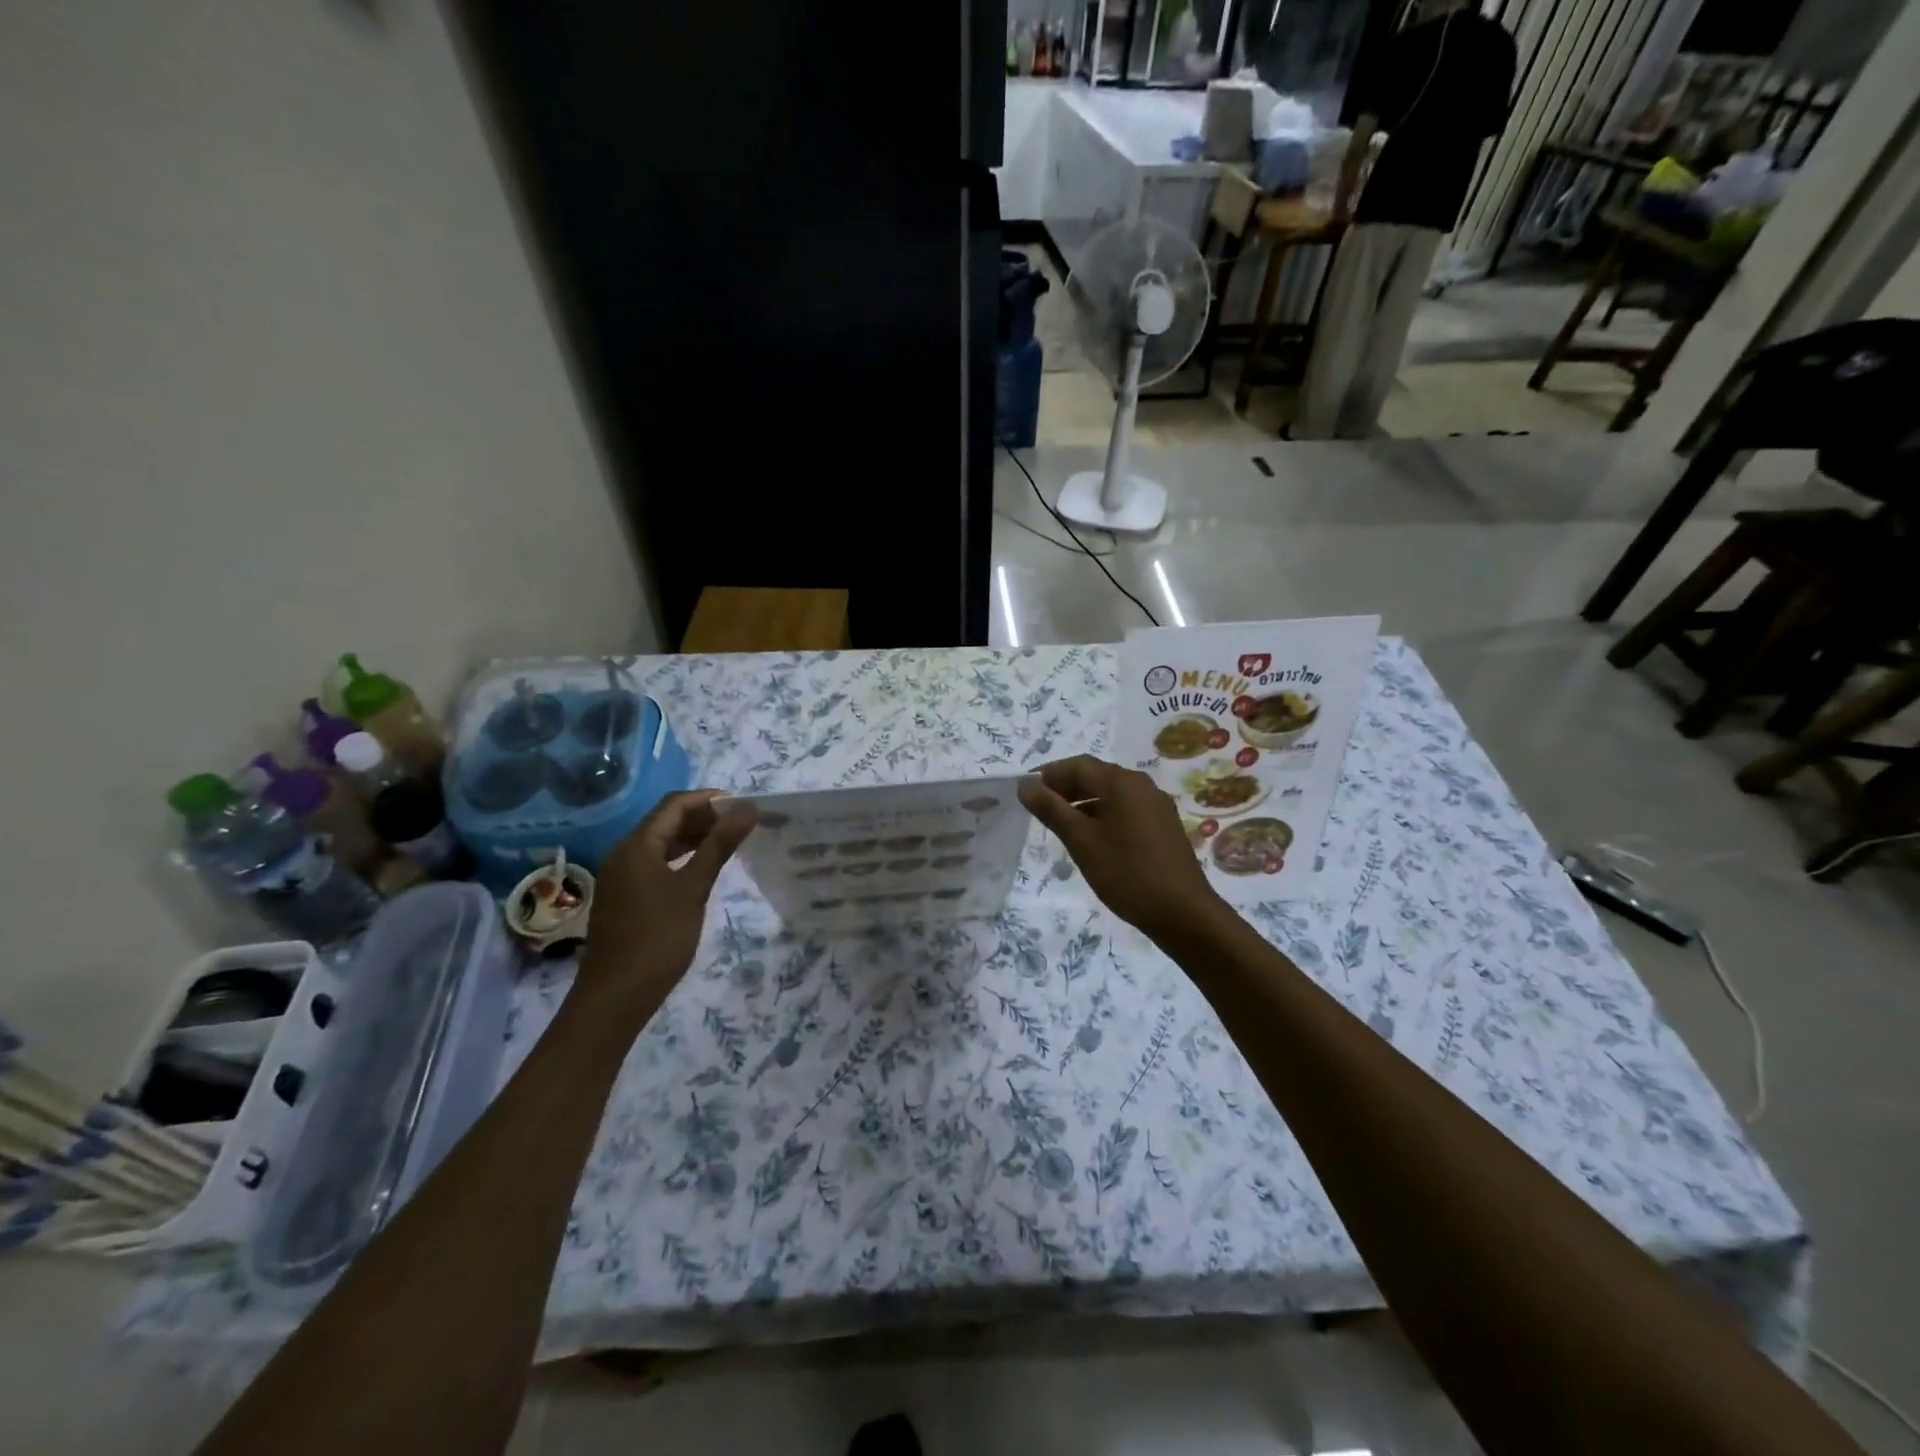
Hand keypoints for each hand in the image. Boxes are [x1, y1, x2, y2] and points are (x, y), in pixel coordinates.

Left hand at [579, 790, 756, 1008]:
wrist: (616, 996)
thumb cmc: (658, 938)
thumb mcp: (694, 888)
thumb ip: (719, 846)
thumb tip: (747, 809)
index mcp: (637, 845)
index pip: (674, 804)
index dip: (709, 800)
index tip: (742, 807)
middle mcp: (624, 854)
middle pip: (666, 821)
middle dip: (703, 817)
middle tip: (741, 826)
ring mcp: (621, 877)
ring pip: (660, 843)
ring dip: (693, 838)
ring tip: (728, 844)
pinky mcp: (625, 897)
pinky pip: (655, 864)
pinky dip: (681, 859)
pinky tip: (702, 870)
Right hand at [1018, 756, 1222, 939]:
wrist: (1182, 912)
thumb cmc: (1126, 873)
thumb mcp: (1081, 841)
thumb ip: (1051, 809)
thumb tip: (1025, 784)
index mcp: (1122, 782)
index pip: (1078, 765)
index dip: (1049, 774)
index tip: (1026, 791)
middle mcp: (1142, 785)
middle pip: (1096, 776)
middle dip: (1065, 788)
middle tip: (1039, 808)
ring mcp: (1157, 806)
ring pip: (1112, 794)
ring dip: (1083, 802)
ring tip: (1061, 825)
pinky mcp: (1164, 826)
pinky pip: (1126, 809)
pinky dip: (1103, 815)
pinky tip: (1092, 839)